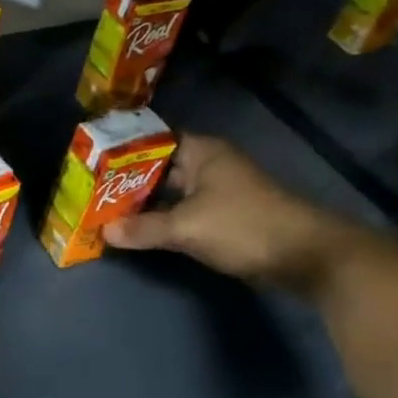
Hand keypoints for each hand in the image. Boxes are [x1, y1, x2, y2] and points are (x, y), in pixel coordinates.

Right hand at [102, 133, 369, 293]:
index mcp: (201, 152)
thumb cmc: (244, 226)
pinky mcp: (222, 216)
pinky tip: (136, 229)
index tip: (92, 160)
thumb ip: (144, 228)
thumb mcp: (187, 227)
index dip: (122, 148)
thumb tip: (104, 232)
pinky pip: (180, 211)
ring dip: (142, 202)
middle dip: (126, 179)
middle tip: (89, 189)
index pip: (152, 140)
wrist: (307, 257)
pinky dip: (160, 218)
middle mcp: (208, 165)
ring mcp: (216, 192)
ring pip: (168, 192)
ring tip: (104, 209)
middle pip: (158, 167)